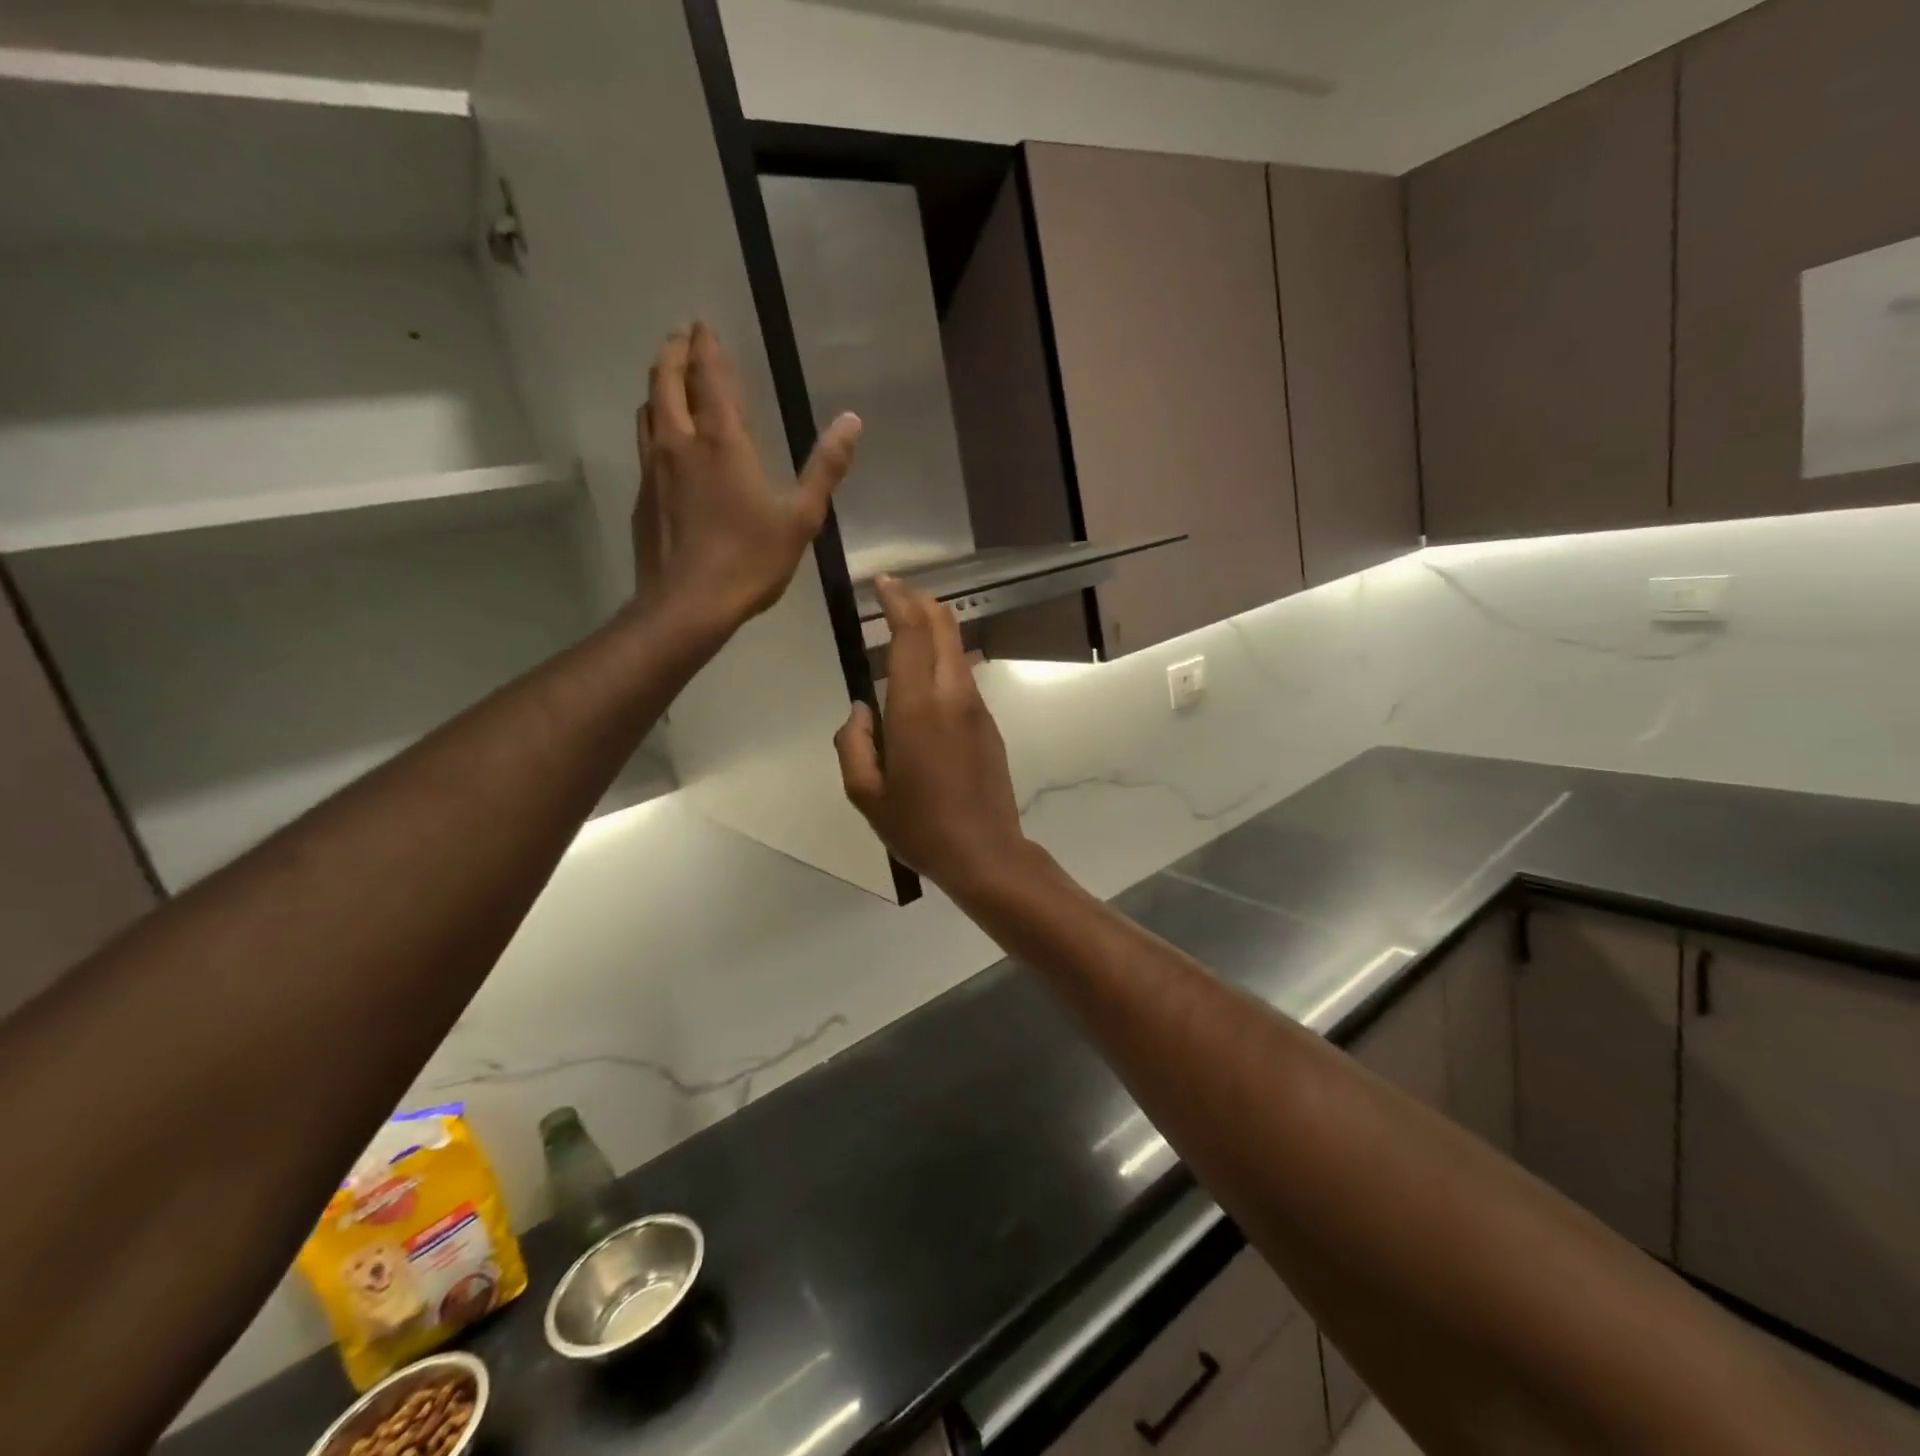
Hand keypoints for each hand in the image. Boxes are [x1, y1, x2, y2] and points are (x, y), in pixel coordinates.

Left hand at [633, 323, 861, 630]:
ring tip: (670, 379)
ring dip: (659, 385)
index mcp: (721, 440)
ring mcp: (653, 468)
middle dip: (674, 352)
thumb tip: (852, 421)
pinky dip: (654, 423)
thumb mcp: (801, 518)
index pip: (708, 375)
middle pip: (666, 380)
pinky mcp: (642, 495)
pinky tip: (665, 441)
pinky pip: (644, 442)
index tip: (704, 324)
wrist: (686, 605)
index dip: (706, 346)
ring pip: (648, 408)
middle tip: (683, 337)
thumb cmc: (750, 561)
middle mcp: (679, 442)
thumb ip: (826, 468)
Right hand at [835, 578, 1032, 898]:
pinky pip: (962, 677)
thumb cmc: (919, 827)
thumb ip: (853, 743)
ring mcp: (977, 708)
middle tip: (894, 595)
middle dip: (919, 602)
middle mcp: (953, 696)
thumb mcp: (865, 793)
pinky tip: (923, 680)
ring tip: (903, 631)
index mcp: (918, 707)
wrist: (986, 853)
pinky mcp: (989, 725)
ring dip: (933, 630)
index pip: (912, 633)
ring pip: (956, 650)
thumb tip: (861, 709)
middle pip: (943, 628)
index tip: (882, 583)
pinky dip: (942, 659)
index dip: (898, 600)